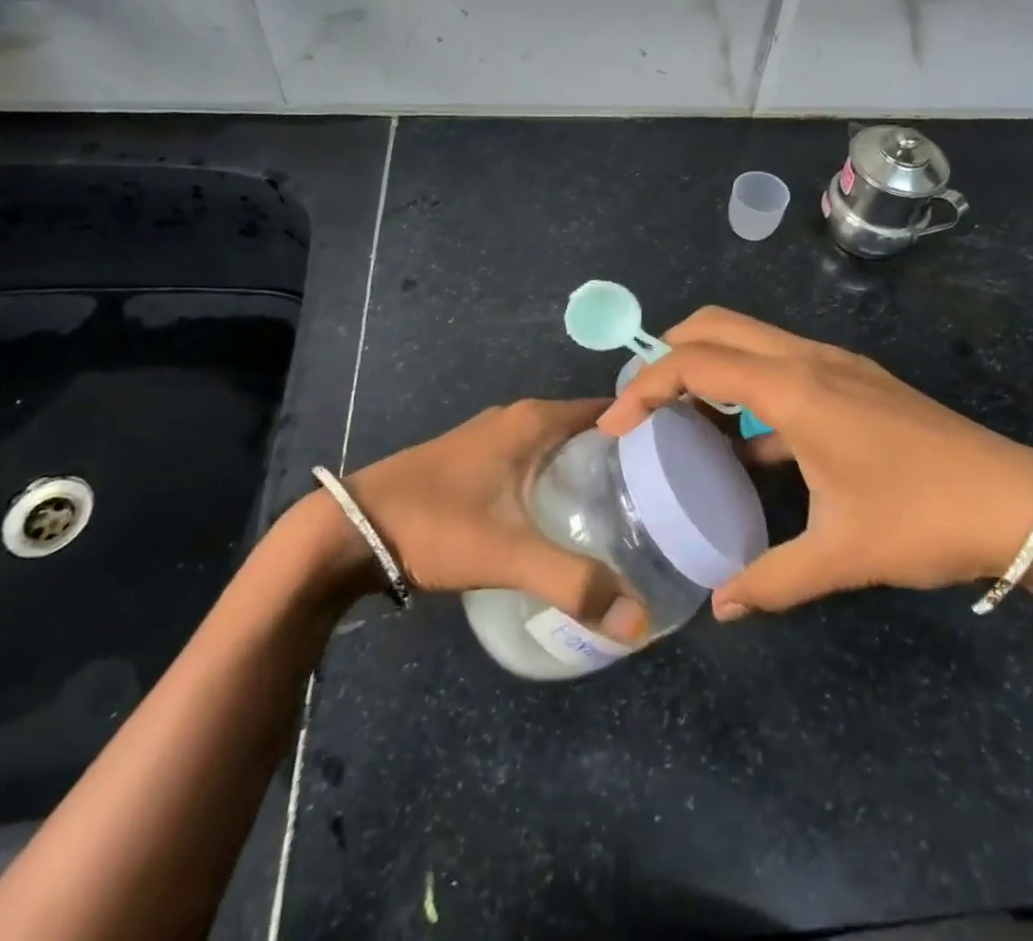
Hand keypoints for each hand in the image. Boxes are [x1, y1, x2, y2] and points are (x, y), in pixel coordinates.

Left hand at [342, 399, 647, 644]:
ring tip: (627, 513)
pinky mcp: (477, 458)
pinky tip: (567, 518)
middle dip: (624, 458)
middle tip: (662, 499)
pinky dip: (560, 478)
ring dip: (590, 470)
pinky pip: (536, 458)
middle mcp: (519, 417)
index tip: (682, 463)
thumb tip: (639, 622)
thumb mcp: (508, 554)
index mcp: (535, 420)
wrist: (350, 529)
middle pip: (588, 428)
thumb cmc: (435, 525)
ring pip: (560, 445)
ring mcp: (494, 436)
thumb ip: (574, 584)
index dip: (647, 432)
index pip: (611, 411)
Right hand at [597, 308, 1032, 618]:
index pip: (697, 362)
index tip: (614, 425)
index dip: (645, 385)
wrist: (1020, 501)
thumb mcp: (841, 554)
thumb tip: (721, 607)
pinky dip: (746, 385)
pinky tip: (746, 443)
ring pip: (750, 339)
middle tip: (642, 403)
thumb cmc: (923, 518)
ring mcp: (834, 363)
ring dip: (709, 364)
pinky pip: (779, 364)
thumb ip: (772, 579)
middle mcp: (808, 359)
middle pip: (718, 325)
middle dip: (668, 352)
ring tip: (682, 418)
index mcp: (794, 388)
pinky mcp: (853, 379)